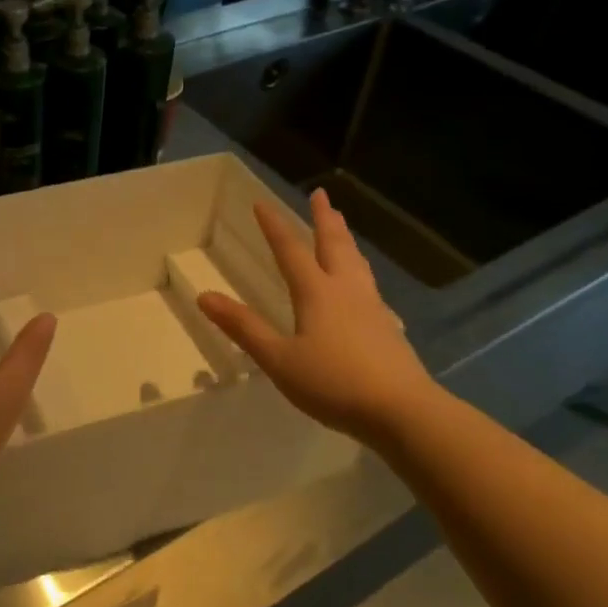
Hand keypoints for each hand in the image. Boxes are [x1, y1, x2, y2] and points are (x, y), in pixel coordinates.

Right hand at [198, 188, 442, 446]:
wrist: (403, 412)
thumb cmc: (334, 383)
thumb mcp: (279, 359)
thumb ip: (244, 327)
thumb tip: (204, 296)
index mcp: (316, 293)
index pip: (290, 250)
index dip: (274, 226)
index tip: (262, 203)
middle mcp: (346, 291)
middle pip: (334, 245)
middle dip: (324, 218)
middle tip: (321, 194)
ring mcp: (371, 307)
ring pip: (356, 262)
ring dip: (344, 238)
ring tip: (341, 226)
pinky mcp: (388, 328)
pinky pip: (368, 283)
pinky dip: (359, 268)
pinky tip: (362, 283)